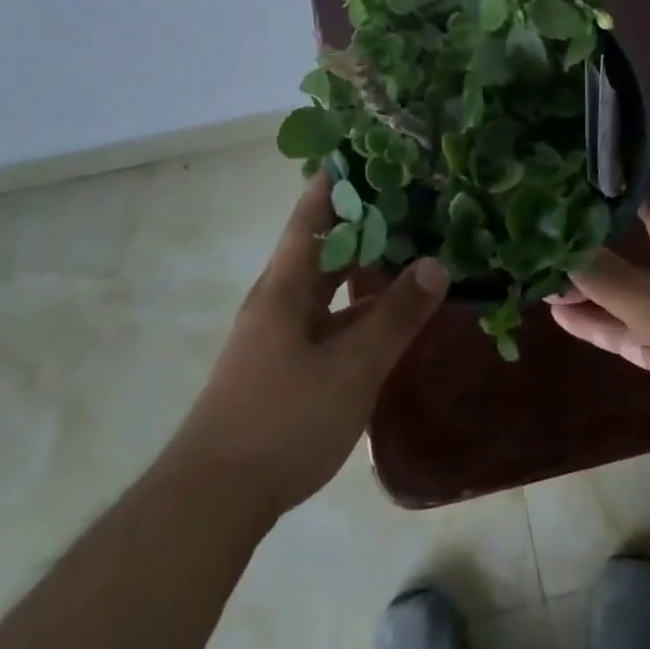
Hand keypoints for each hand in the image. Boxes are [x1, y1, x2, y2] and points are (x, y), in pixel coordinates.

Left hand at [171, 171, 448, 518]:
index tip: (374, 146)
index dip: (339, 176)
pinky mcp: (286, 363)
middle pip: (323, 241)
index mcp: (287, 284)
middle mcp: (280, 297)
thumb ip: (395, 316)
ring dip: (363, 261)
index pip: (312, 210)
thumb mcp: (352, 368)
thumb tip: (437, 263)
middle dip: (364, 216)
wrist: (212, 501)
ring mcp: (280, 332)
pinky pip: (329, 315)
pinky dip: (359, 303)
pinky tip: (389, 308)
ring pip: (328, 281)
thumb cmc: (282, 421)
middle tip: (413, 191)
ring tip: (411, 239)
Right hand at [551, 144, 649, 508]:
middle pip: (644, 222)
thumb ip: (612, 281)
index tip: (595, 123)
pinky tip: (560, 314)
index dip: (636, 149)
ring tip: (540, 257)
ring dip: (590, 273)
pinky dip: (600, 319)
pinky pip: (630, 326)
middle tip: (554, 184)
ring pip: (630, 280)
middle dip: (603, 205)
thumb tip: (559, 248)